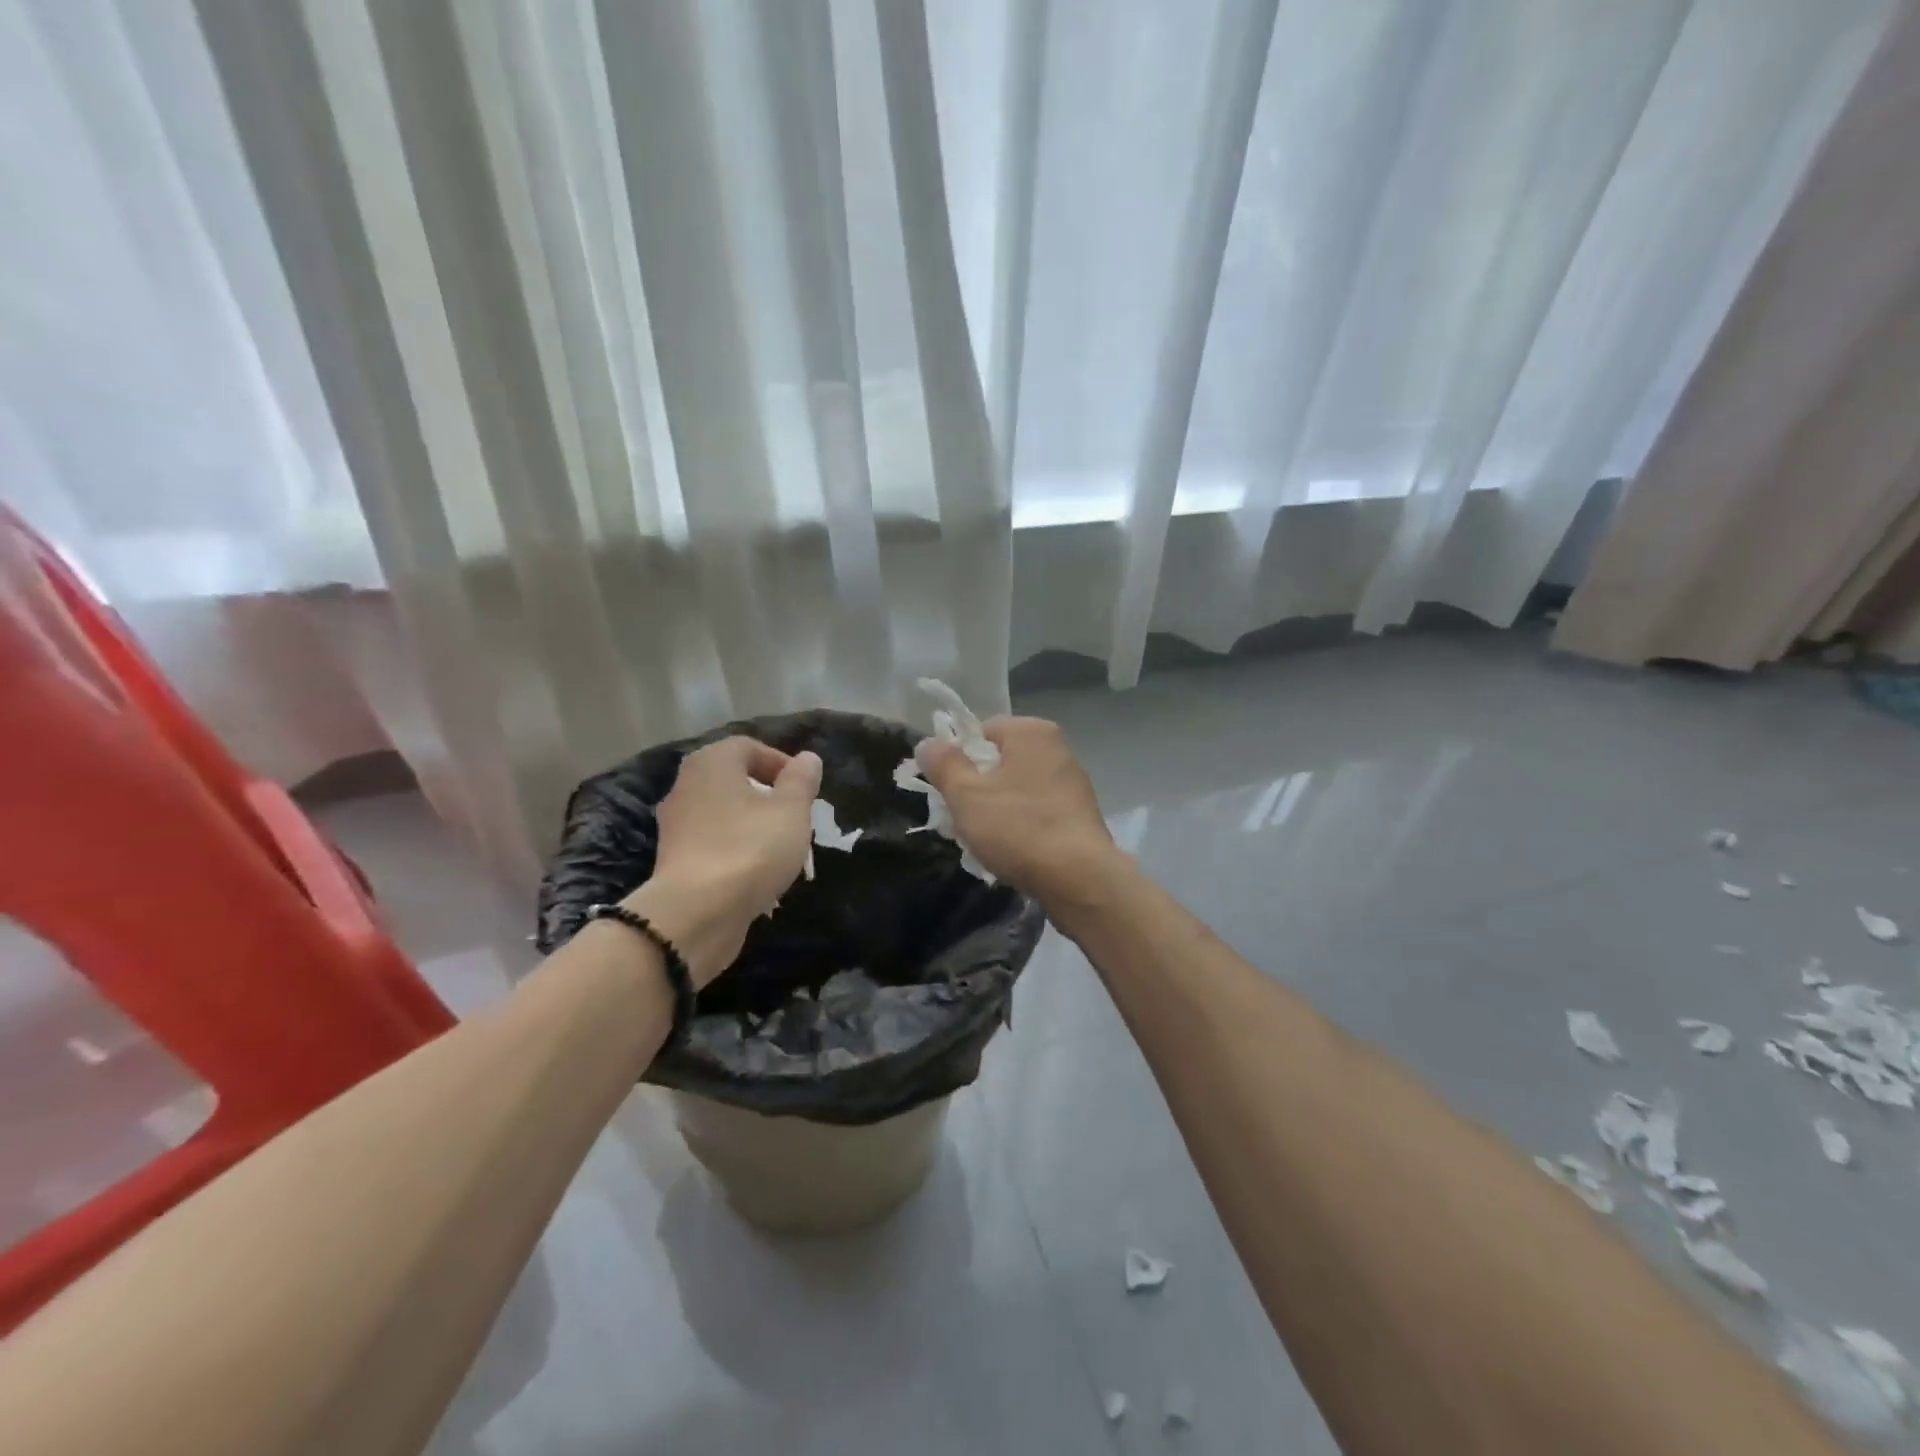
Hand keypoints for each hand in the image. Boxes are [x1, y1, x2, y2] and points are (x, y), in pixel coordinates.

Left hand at [623, 737, 820, 986]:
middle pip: (733, 779)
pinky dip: (735, 848)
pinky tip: (756, 871)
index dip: (780, 762)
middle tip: (795, 815)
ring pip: (722, 812)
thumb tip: (808, 758)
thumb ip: (801, 780)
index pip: (747, 747)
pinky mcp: (674, 860)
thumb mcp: (791, 810)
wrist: (697, 913)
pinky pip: (712, 842)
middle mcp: (686, 785)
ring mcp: (675, 824)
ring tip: (781, 846)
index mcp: (711, 763)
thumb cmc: (750, 848)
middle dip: (767, 794)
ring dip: (752, 823)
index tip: (805, 789)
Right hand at [920, 716, 1118, 902]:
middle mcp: (1057, 748)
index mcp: (1032, 731)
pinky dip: (1021, 826)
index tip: (947, 792)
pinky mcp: (1080, 814)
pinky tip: (1011, 853)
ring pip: (1017, 790)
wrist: (1079, 879)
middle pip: (999, 762)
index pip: (981, 732)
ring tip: (983, 843)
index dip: (957, 760)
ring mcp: (1072, 782)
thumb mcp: (966, 795)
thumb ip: (944, 765)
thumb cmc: (1017, 828)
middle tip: (960, 820)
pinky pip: (1037, 812)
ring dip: (996, 811)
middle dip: (976, 790)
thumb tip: (928, 743)